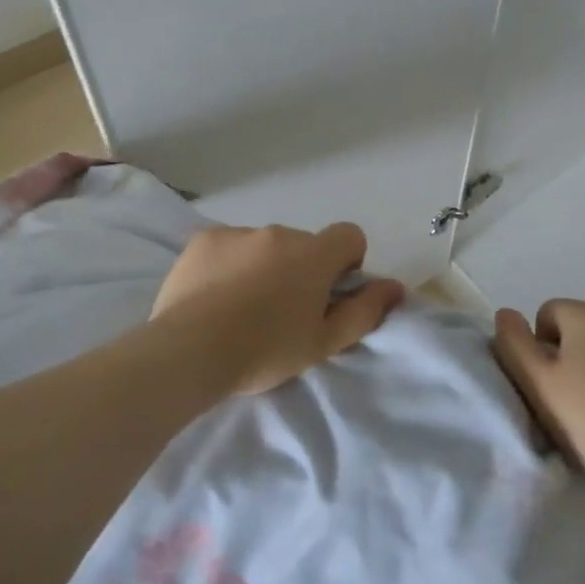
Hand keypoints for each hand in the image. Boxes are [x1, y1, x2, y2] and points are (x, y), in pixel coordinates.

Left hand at [152, 223, 406, 394]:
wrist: (190, 351)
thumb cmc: (265, 351)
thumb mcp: (324, 342)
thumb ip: (365, 310)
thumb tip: (395, 287)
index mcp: (314, 254)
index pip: (350, 236)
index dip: (346, 264)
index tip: (327, 295)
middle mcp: (279, 233)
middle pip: (304, 245)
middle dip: (301, 270)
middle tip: (281, 312)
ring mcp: (238, 232)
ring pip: (265, 245)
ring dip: (264, 266)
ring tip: (241, 308)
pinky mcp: (203, 239)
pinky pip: (230, 246)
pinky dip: (230, 264)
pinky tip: (214, 297)